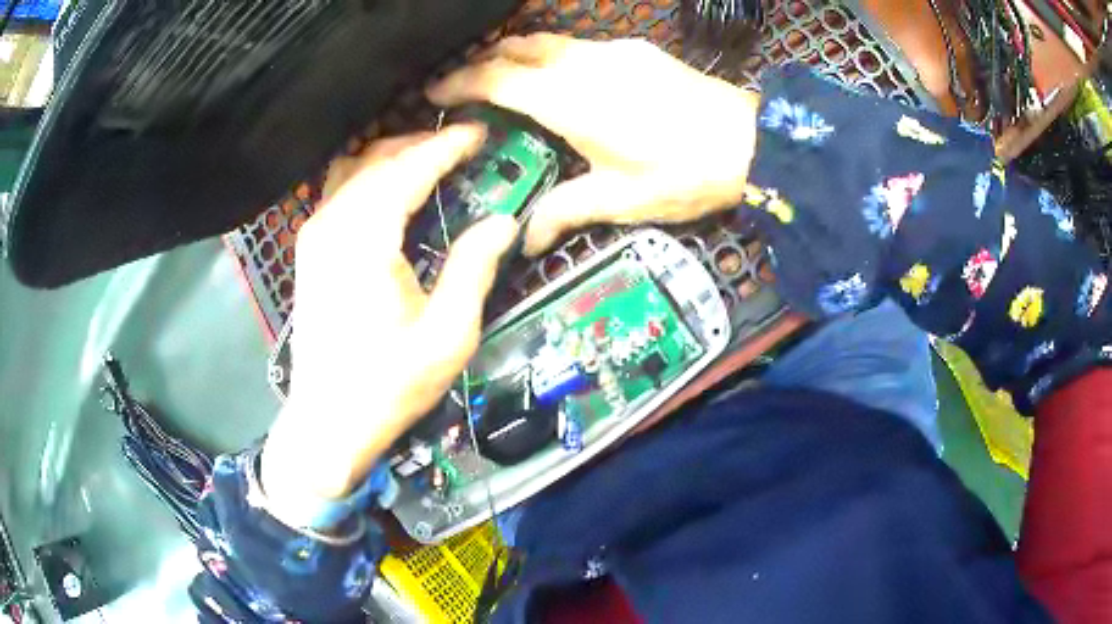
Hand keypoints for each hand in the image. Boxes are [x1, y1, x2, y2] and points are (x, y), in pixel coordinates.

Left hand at [263, 125, 519, 500]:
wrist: (328, 421)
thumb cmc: (389, 385)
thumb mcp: (447, 335)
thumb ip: (473, 269)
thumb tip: (503, 221)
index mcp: (365, 240)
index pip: (408, 169)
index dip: (446, 146)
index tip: (479, 133)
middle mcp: (332, 224)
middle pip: (378, 160)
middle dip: (421, 144)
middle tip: (461, 147)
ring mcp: (314, 235)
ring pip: (354, 170)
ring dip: (394, 156)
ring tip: (431, 160)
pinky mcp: (309, 249)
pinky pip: (341, 192)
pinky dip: (371, 177)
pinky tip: (393, 189)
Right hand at [428, 34, 759, 254]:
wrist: (749, 142)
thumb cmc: (681, 174)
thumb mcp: (618, 200)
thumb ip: (564, 212)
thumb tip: (526, 241)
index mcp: (567, 99)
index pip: (495, 78)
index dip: (459, 82)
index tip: (434, 93)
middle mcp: (581, 63)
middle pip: (516, 48)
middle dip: (483, 62)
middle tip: (465, 86)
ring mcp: (611, 50)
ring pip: (547, 40)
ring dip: (517, 54)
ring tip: (505, 78)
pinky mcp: (635, 49)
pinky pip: (578, 44)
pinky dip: (553, 55)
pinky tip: (562, 77)